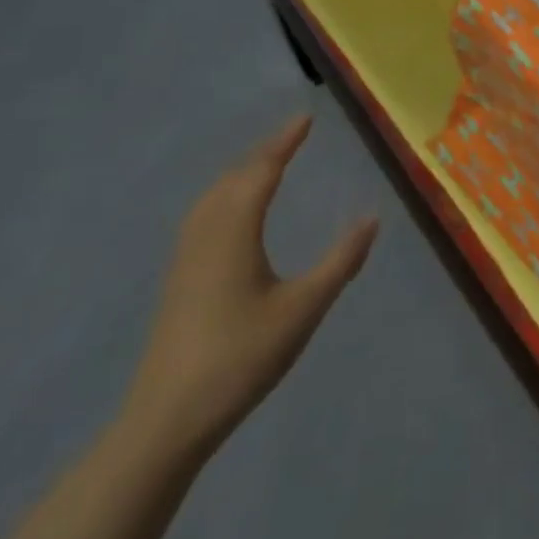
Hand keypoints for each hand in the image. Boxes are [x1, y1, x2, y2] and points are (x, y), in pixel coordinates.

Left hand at [122, 115, 378, 457]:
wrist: (167, 420)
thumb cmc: (241, 358)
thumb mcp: (304, 309)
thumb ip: (341, 261)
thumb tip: (371, 218)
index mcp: (233, 234)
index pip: (260, 173)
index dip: (283, 143)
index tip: (305, 118)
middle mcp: (205, 237)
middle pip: (232, 179)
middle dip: (263, 153)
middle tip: (293, 136)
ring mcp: (185, 260)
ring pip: (212, 198)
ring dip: (240, 173)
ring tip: (267, 164)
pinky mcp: (179, 281)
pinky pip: (203, 217)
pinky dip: (225, 196)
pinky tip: (234, 214)